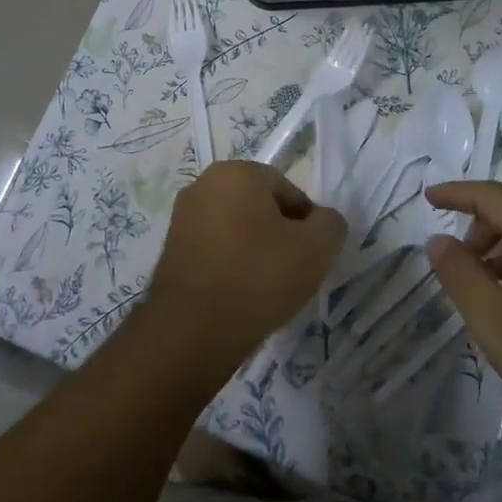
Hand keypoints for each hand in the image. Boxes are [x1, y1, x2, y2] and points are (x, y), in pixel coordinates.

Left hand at [146, 161, 346, 368]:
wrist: (193, 329)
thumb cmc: (258, 276)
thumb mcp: (317, 248)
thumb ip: (330, 224)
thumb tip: (322, 221)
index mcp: (237, 172)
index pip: (289, 191)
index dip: (307, 224)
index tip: (311, 257)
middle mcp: (204, 184)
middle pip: (260, 207)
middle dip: (279, 235)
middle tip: (292, 272)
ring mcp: (182, 216)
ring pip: (237, 229)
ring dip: (254, 251)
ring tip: (265, 288)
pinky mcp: (171, 248)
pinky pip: (215, 249)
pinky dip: (230, 265)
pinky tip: (239, 294)